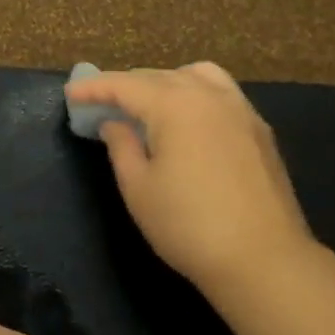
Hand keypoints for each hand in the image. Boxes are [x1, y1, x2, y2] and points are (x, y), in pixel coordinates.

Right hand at [65, 62, 317, 296]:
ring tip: (148, 104)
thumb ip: (121, 147)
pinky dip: (195, 92)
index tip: (71, 93)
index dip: (94, 87)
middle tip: (101, 103)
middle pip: (159, 76)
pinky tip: (188, 119)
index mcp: (175, 105)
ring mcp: (240, 110)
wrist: (263, 259)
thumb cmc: (189, 225)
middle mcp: (208, 95)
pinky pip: (220, 92)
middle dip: (126, 85)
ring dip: (164, 82)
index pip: (125, 84)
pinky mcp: (259, 129)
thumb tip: (114, 123)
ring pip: (196, 76)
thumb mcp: (139, 189)